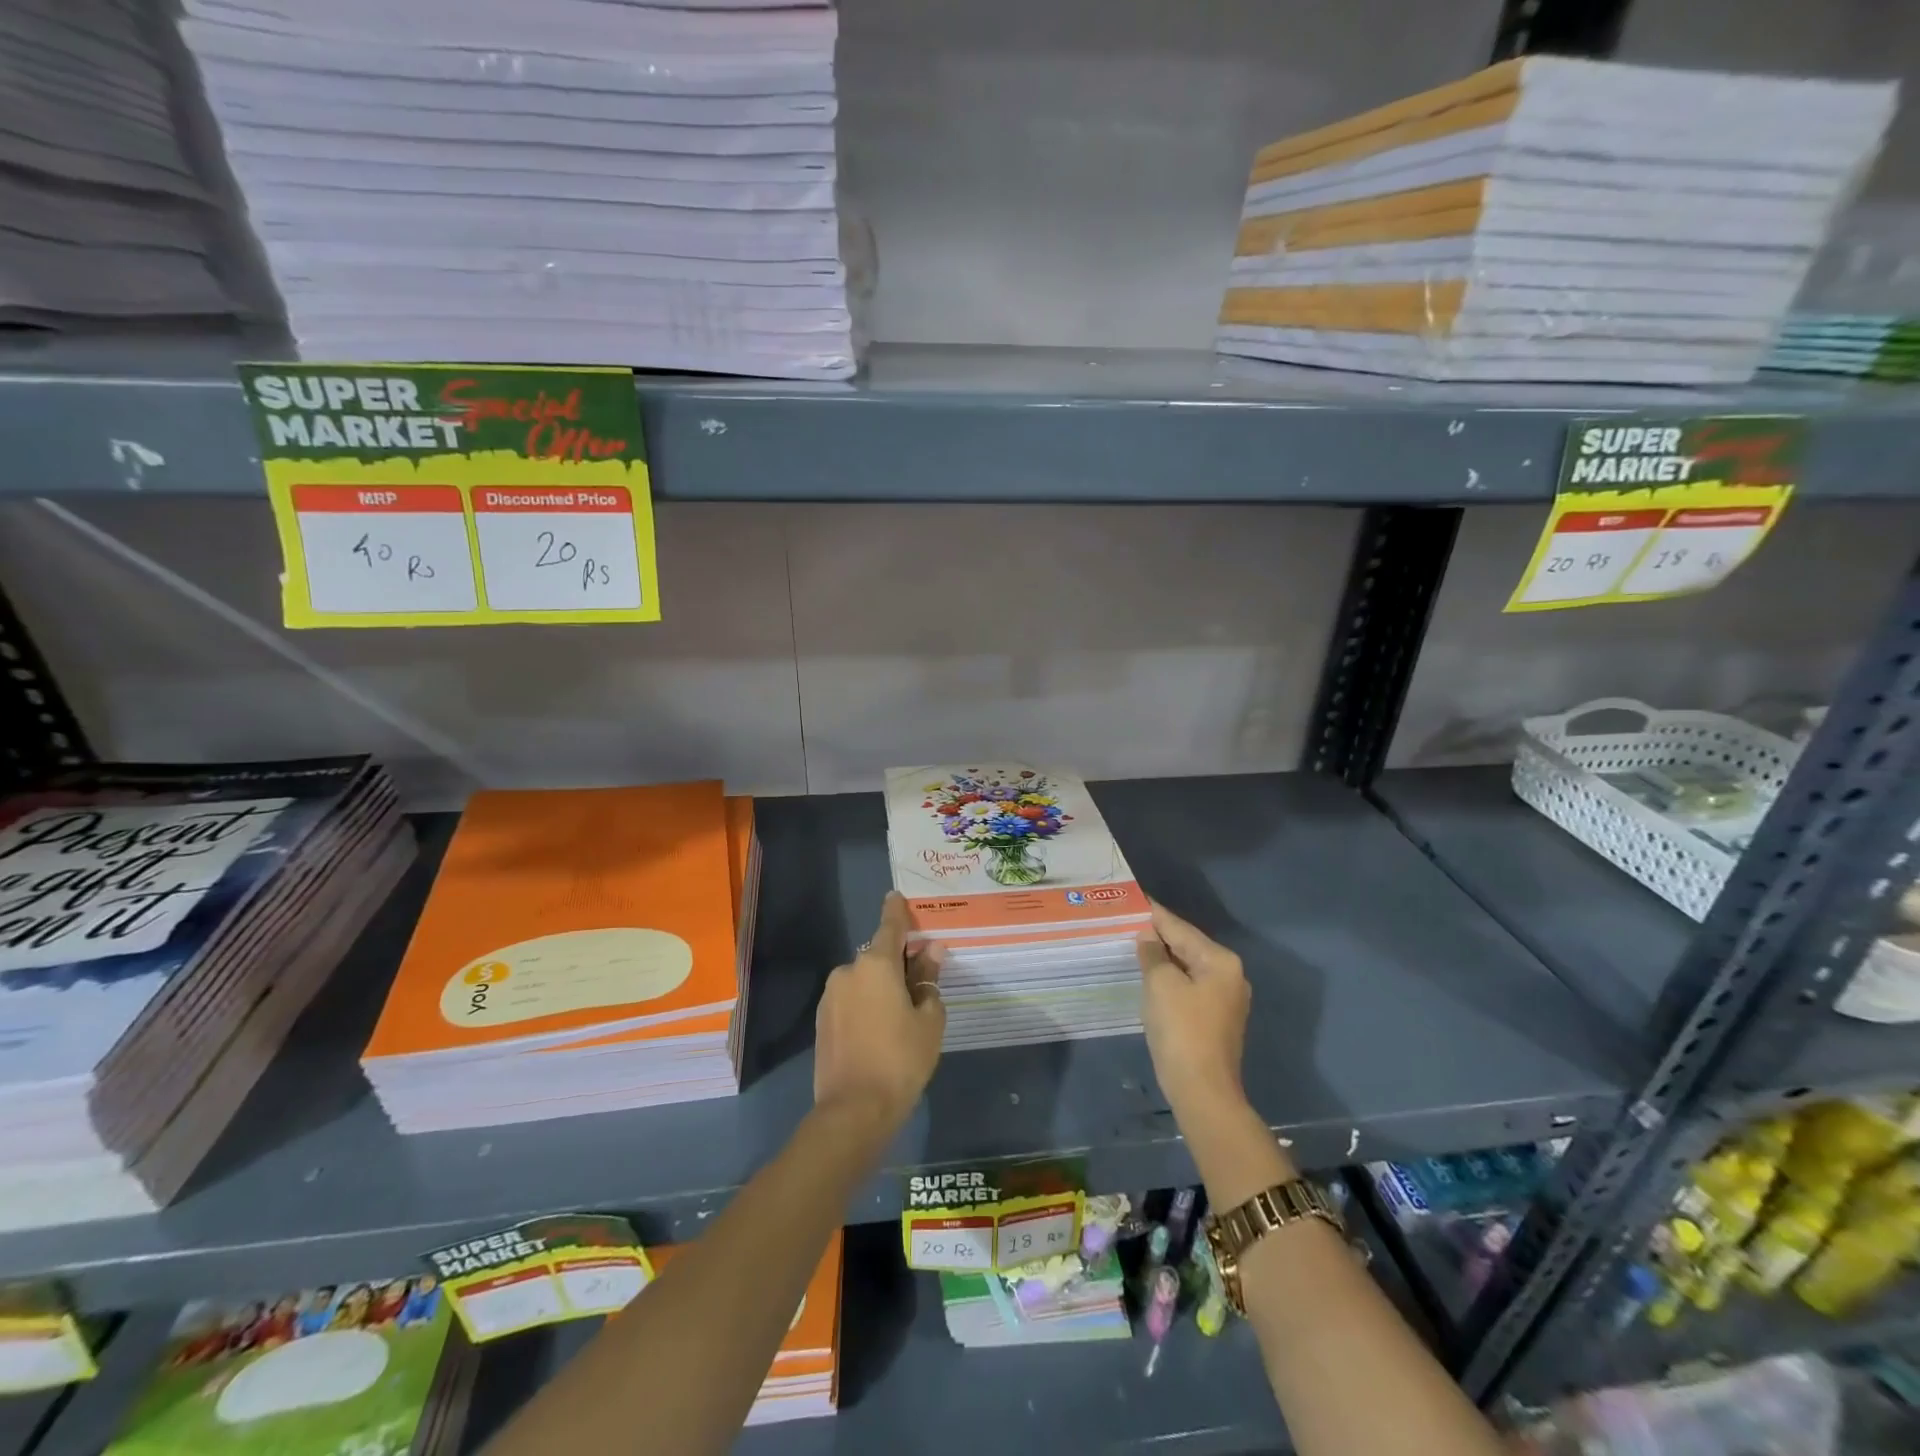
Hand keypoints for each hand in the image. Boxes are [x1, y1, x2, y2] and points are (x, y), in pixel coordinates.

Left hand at [814, 892, 945, 1130]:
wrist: (854, 1110)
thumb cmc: (901, 1059)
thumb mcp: (929, 1018)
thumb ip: (929, 979)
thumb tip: (931, 951)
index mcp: (876, 964)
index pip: (890, 926)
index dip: (896, 911)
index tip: (896, 896)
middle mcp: (848, 971)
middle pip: (878, 956)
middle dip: (898, 962)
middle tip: (921, 983)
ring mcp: (830, 996)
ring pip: (863, 980)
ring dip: (881, 986)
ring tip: (902, 1016)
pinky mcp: (821, 1020)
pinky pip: (850, 1000)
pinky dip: (866, 1004)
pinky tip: (880, 1030)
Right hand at [1137, 901, 1250, 1119]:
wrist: (1202, 1091)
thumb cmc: (1181, 1030)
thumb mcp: (1160, 983)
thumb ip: (1153, 953)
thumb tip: (1148, 936)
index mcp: (1220, 961)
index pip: (1180, 928)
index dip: (1155, 914)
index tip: (1135, 898)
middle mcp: (1230, 975)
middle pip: (1187, 946)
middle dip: (1159, 936)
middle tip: (1128, 921)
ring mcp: (1225, 999)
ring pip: (1188, 967)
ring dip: (1163, 958)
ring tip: (1133, 944)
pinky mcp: (1216, 1019)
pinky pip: (1189, 987)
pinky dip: (1170, 979)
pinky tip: (1150, 977)